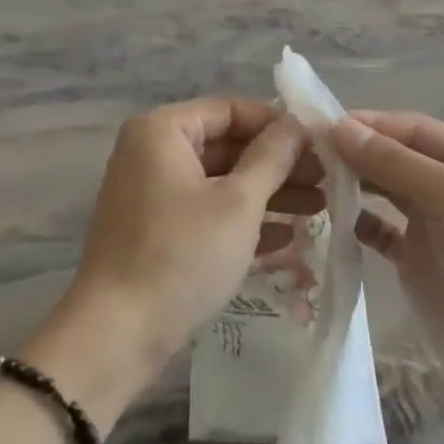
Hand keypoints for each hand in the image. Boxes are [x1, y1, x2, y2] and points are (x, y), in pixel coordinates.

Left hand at [27, 97, 320, 426]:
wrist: (117, 334)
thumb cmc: (181, 254)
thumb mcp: (238, 203)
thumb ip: (271, 157)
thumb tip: (297, 123)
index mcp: (163, 131)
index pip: (229, 109)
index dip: (277, 124)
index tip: (319, 143)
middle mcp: (152, 154)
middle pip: (227, 146)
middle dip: (278, 165)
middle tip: (326, 179)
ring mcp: (152, 195)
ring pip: (220, 182)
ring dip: (268, 194)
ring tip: (319, 208)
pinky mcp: (157, 232)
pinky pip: (206, 213)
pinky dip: (243, 222)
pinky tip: (288, 238)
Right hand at [331, 112, 443, 417]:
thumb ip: (396, 162)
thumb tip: (339, 128)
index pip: (412, 129)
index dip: (367, 124)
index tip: (317, 125)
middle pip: (396, 157)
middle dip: (355, 152)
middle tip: (303, 153)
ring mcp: (435, 226)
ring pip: (384, 191)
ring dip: (352, 183)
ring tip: (308, 180)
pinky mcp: (416, 262)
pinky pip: (379, 231)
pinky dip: (355, 221)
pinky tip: (327, 218)